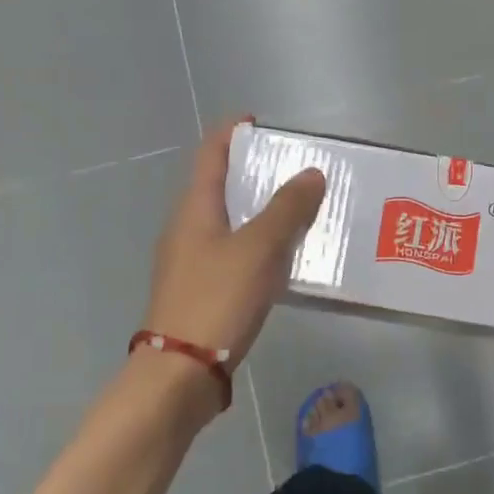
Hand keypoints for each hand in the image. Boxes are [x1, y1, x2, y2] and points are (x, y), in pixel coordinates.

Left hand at [141, 118, 325, 392]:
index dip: (232, 133)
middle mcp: (187, 229)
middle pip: (219, 186)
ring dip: (258, 210)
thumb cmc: (217, 299)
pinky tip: (282, 258)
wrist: (181, 373)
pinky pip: (232, 252)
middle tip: (293, 167)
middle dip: (252, 172)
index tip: (258, 121)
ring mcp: (190, 262)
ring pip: (228, 222)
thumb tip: (311, 173)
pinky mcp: (200, 290)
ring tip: (297, 208)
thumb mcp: (259, 248)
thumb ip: (287, 209)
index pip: (211, 154)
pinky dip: (257, 243)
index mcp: (194, 209)